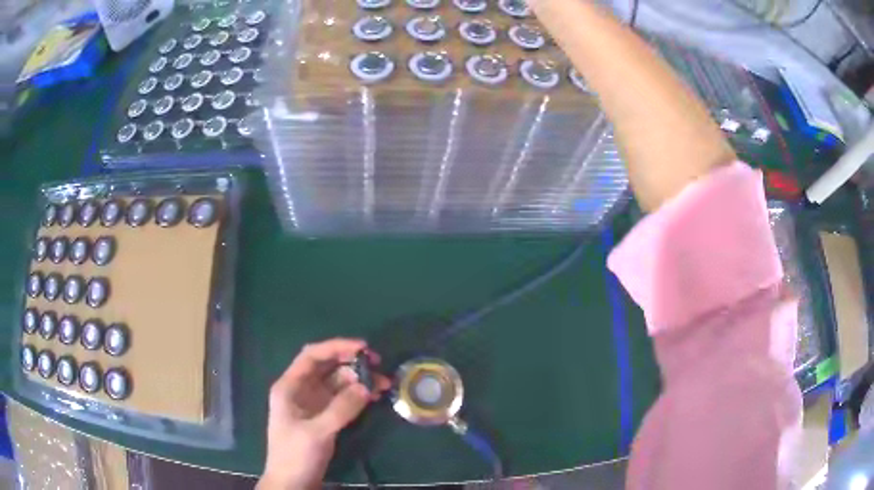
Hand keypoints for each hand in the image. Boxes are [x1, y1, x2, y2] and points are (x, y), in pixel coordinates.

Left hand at [257, 338, 390, 489]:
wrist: (292, 483)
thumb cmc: (295, 455)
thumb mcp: (317, 432)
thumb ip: (341, 408)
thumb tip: (367, 386)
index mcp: (290, 386)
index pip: (312, 356)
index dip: (336, 347)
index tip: (363, 347)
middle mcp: (301, 390)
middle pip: (327, 367)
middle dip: (352, 363)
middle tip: (378, 365)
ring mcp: (314, 404)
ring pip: (338, 383)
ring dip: (359, 380)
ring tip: (383, 383)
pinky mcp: (325, 417)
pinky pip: (343, 399)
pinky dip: (358, 395)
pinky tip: (374, 396)